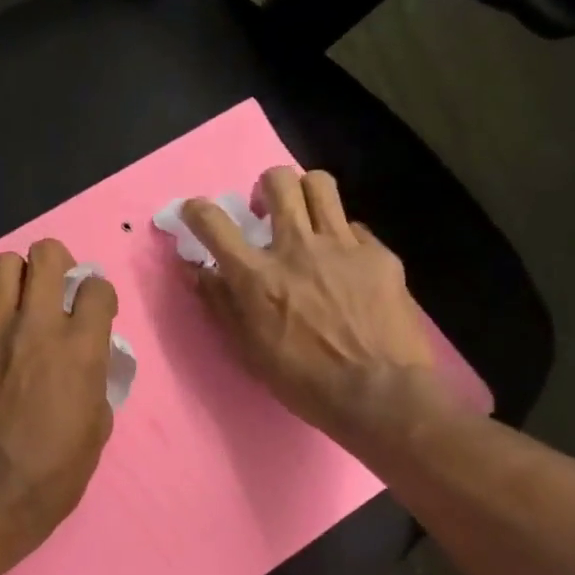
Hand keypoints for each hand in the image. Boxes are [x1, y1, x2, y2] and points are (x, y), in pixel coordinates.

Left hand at [0, 238, 117, 558]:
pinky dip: (4, 311)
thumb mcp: (99, 424)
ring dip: (23, 275)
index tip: (99, 313)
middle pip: (45, 253)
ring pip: (4, 264)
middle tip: (62, 289)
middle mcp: (39, 327)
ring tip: (32, 302)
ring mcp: (0, 334)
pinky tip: (13, 339)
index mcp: (81, 348)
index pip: (96, 286)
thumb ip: (96, 377)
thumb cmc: (59, 469)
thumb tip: (89, 361)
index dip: (101, 296)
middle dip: (59, 262)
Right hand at [182, 167, 456, 447]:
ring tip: (305, 216)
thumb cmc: (303, 381)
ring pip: (319, 184)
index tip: (194, 211)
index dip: (196, 209)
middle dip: (265, 187)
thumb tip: (197, 270)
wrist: (380, 393)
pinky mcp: (378, 255)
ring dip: (304, 193)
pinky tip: (344, 262)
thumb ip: (220, 304)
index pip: (214, 222)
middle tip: (266, 211)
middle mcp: (296, 248)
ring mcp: (342, 246)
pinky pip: (354, 226)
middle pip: (277, 181)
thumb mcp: (248, 350)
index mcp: (257, 276)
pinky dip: (341, 236)